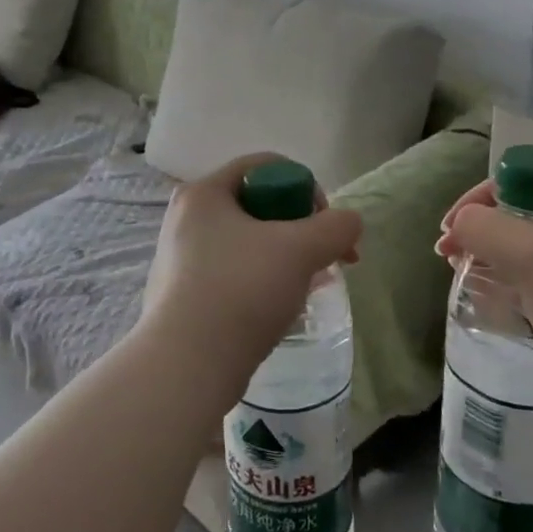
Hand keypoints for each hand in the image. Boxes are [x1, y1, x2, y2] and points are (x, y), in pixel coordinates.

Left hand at [139, 154, 362, 404]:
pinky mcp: (186, 296)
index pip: (264, 166)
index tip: (324, 224)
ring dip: (287, 258)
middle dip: (301, 229)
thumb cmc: (241, 289)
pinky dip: (264, 283)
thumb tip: (349, 223)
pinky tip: (285, 308)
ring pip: (250, 243)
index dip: (304, 186)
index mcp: (204, 193)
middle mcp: (187, 219)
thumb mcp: (301, 249)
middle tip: (327, 258)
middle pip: (259, 206)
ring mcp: (183, 259)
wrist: (187, 365)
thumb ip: (336, 226)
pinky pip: (236, 274)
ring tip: (312, 285)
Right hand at [435, 177, 532, 393]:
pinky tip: (500, 301)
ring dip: (502, 258)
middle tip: (452, 255)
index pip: (530, 178)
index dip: (482, 200)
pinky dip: (526, 283)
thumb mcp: (532, 256)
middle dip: (488, 232)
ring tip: (467, 276)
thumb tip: (460, 224)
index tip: (450, 230)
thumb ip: (485, 228)